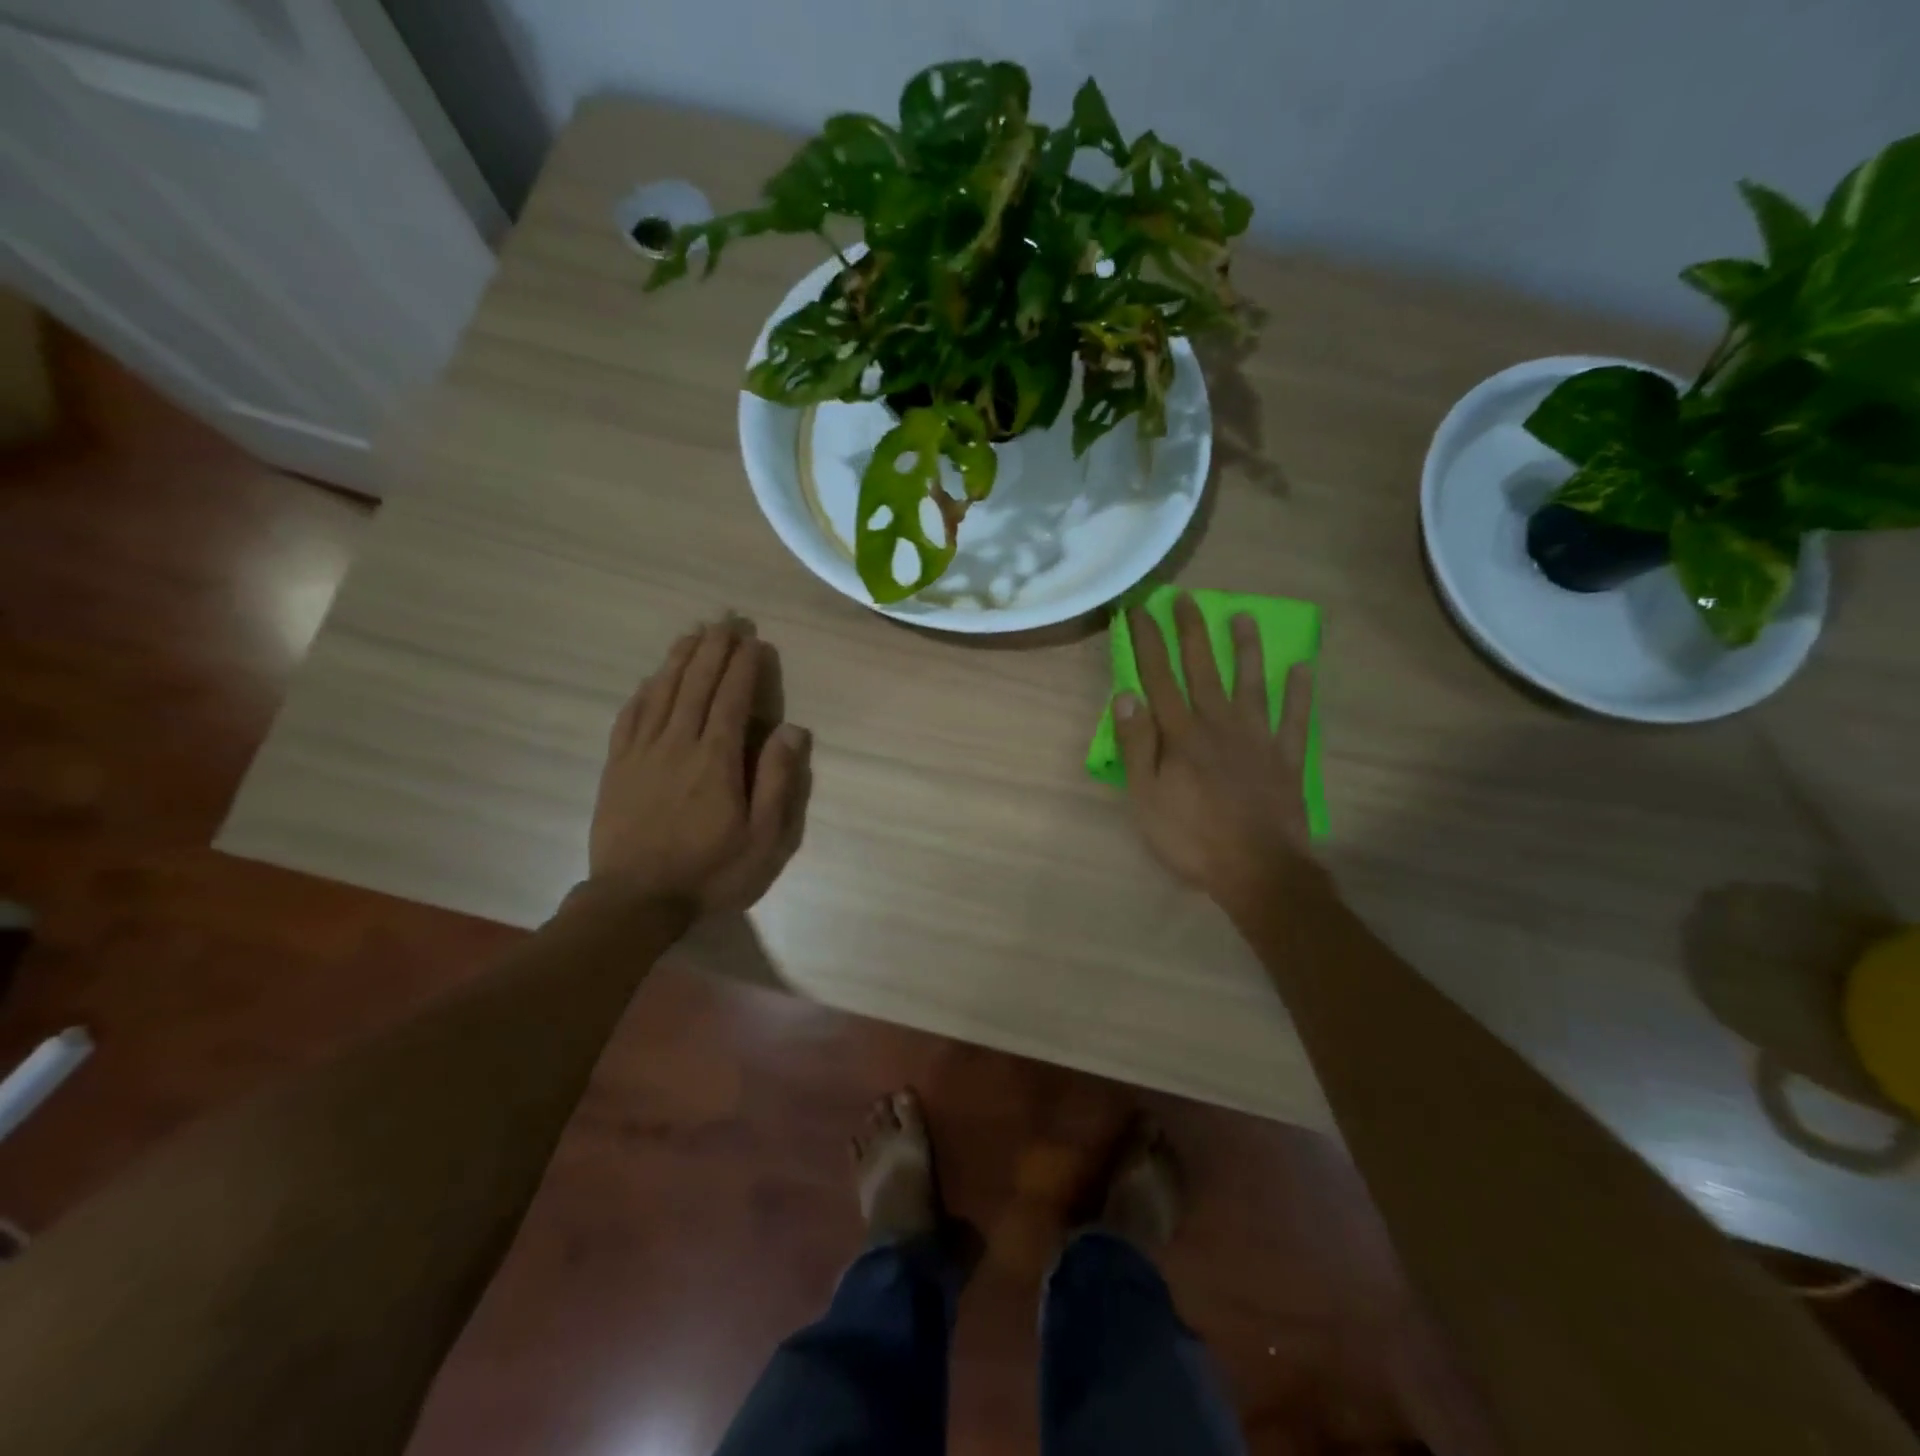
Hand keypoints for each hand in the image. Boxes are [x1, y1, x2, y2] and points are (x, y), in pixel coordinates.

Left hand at [588, 618, 811, 915]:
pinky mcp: (617, 766)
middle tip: (726, 620)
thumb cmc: (709, 871)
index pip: (731, 698)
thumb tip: (792, 730)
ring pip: (662, 692)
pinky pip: (630, 717)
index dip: (743, 665)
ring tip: (693, 633)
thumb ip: (776, 781)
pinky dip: (644, 691)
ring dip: (679, 659)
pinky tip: (652, 679)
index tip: (753, 640)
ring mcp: (642, 752)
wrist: (635, 900)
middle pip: (696, 684)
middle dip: (713, 649)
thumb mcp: (762, 838)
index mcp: (717, 759)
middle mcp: (678, 743)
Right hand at [1113, 593, 1318, 910]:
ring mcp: (1257, 738)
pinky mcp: (1286, 758)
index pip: (1159, 678)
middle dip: (1192, 632)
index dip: (1147, 642)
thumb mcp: (1145, 798)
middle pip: (1203, 669)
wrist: (1258, 870)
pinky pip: (1295, 718)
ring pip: (1251, 683)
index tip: (1140, 610)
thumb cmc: (1191, 837)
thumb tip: (1125, 696)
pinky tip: (1303, 668)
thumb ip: (1135, 745)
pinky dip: (1300, 692)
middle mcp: (1219, 724)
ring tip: (1243, 617)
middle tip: (1186, 598)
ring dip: (1246, 649)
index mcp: (1181, 735)